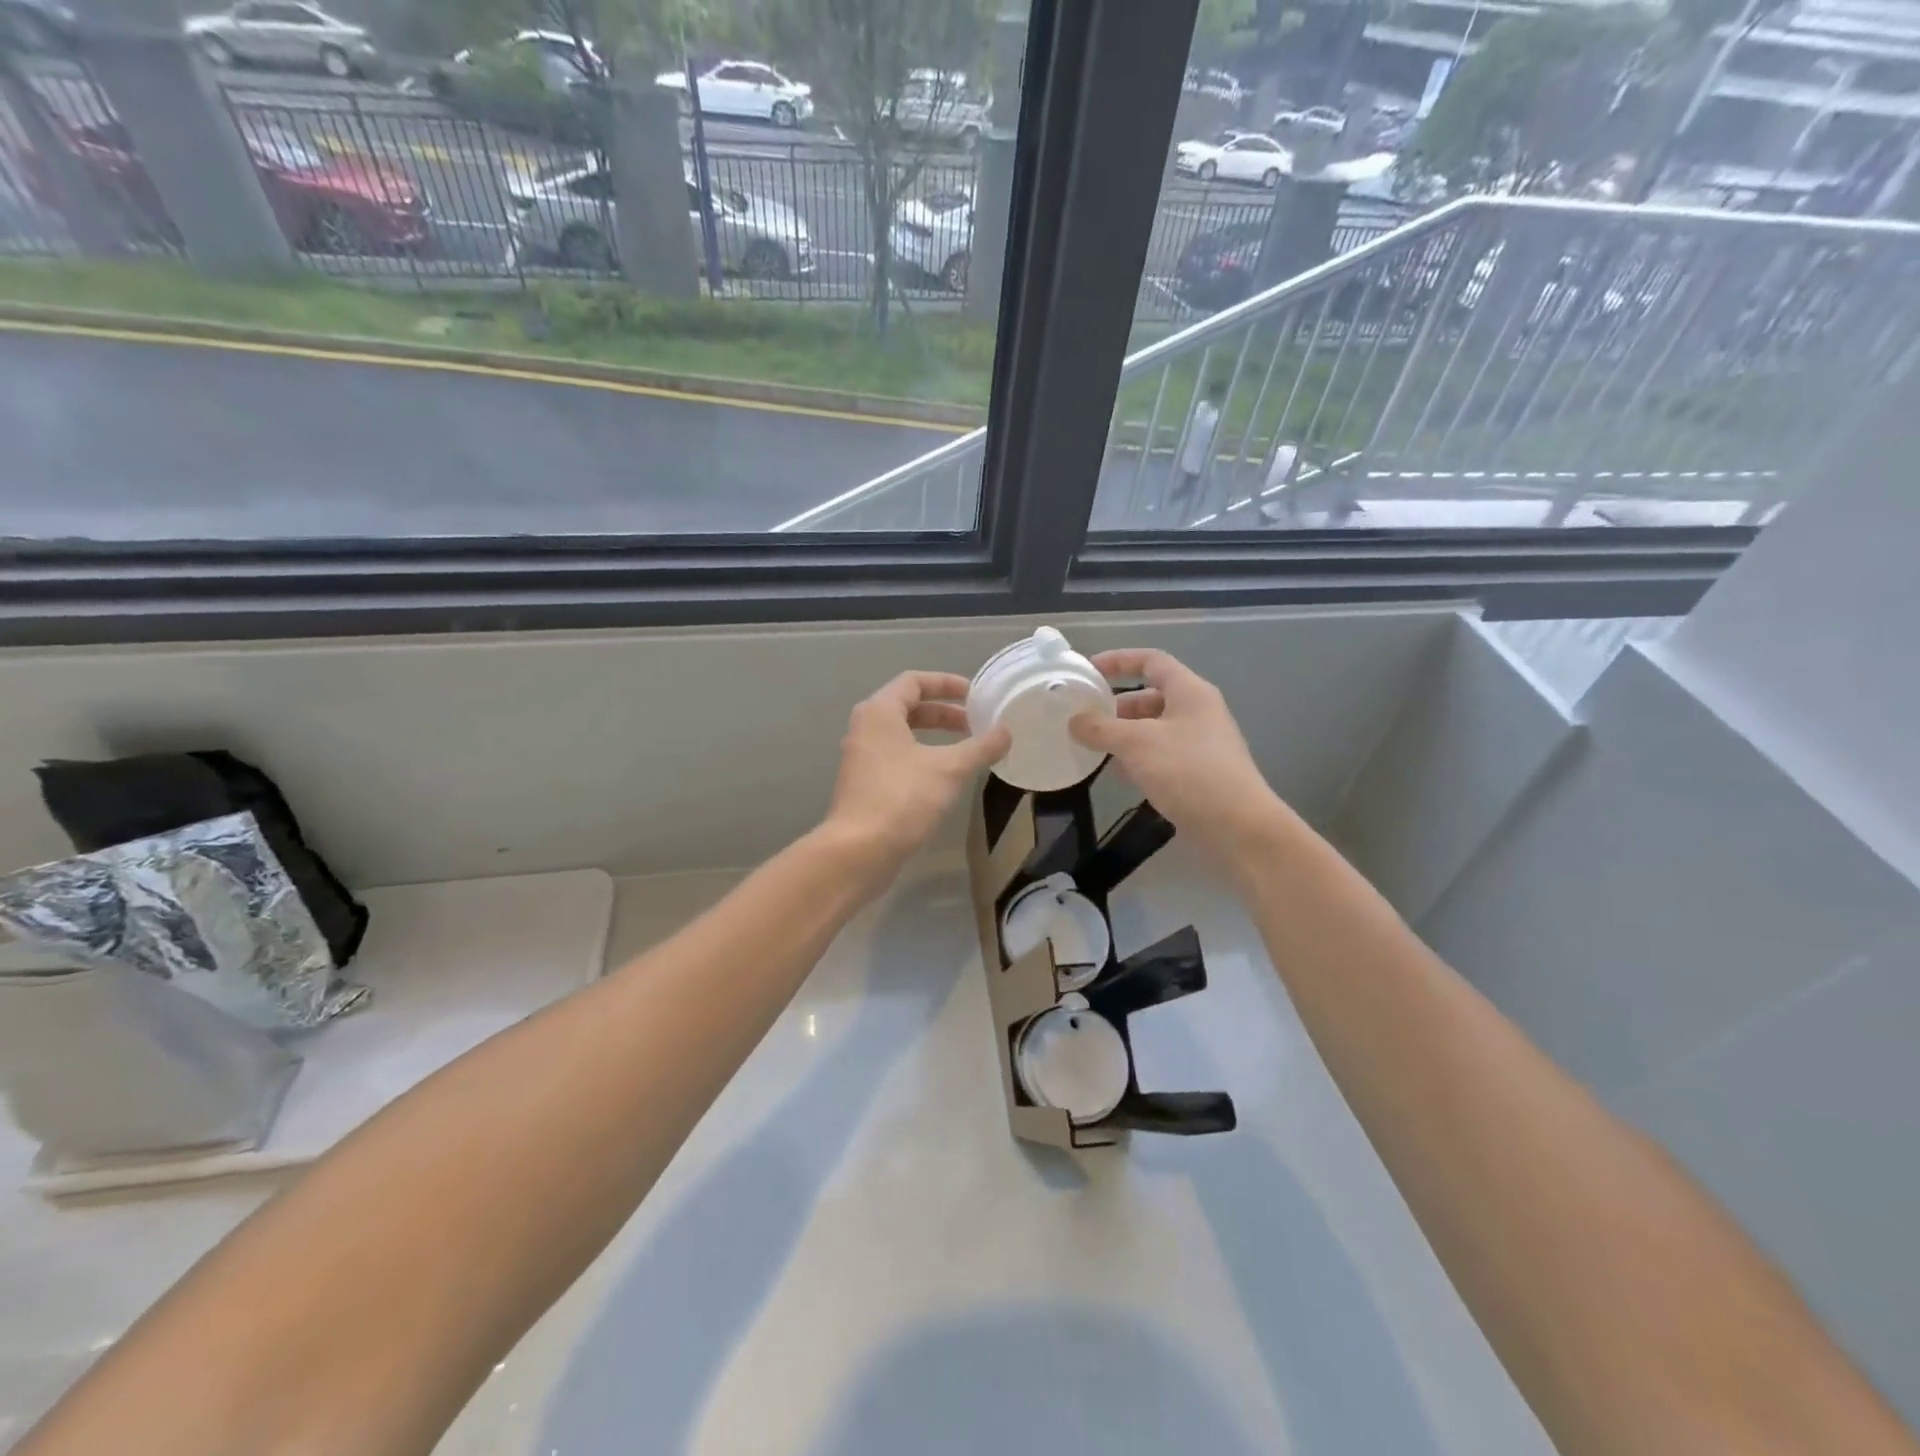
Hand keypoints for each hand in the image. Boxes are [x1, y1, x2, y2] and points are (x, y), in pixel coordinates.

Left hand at [823, 671, 1009, 879]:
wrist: (859, 851)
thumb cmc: (902, 798)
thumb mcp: (950, 769)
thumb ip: (980, 747)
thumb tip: (1006, 732)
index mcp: (879, 712)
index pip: (914, 681)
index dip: (946, 683)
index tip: (975, 695)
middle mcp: (865, 729)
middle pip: (908, 707)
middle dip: (944, 713)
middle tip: (976, 724)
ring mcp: (862, 759)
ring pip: (903, 735)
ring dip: (935, 737)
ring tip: (966, 750)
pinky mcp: (865, 786)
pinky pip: (898, 758)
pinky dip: (923, 758)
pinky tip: (946, 778)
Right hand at [1068, 649, 1288, 873]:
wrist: (1238, 827)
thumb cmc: (1188, 772)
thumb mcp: (1136, 744)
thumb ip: (1101, 728)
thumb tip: (1074, 721)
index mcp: (1189, 692)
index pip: (1151, 661)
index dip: (1119, 660)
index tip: (1088, 670)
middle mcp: (1198, 712)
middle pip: (1151, 695)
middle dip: (1117, 704)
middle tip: (1086, 717)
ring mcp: (1200, 744)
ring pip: (1154, 728)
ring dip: (1124, 734)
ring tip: (1094, 746)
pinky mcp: (1198, 773)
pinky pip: (1161, 754)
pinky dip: (1137, 758)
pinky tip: (1118, 774)